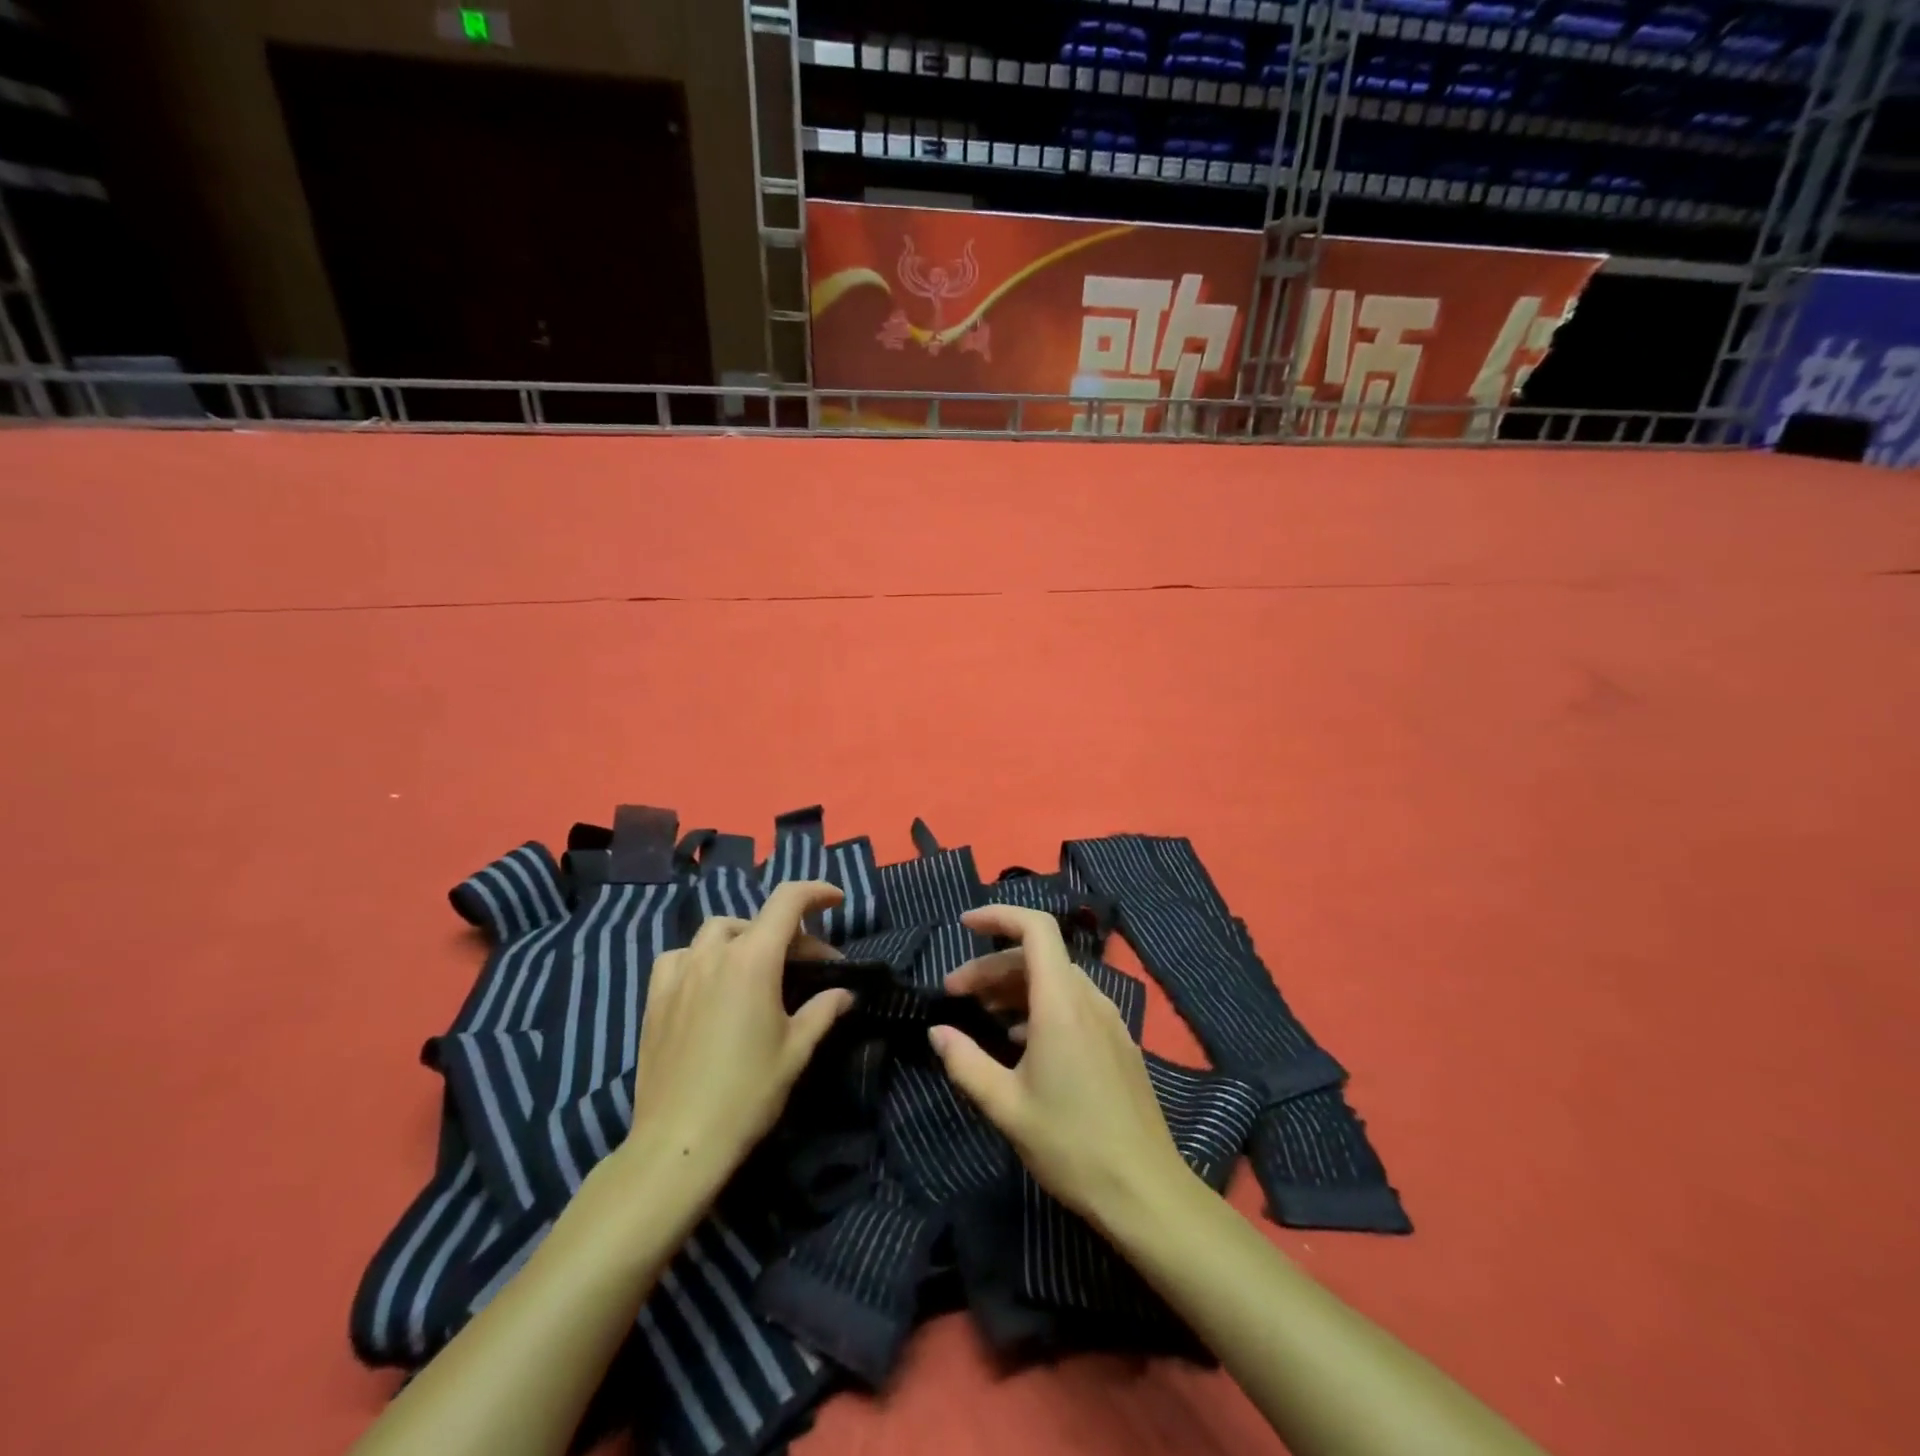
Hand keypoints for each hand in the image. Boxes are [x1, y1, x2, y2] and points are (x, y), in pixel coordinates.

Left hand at [622, 881, 853, 1188]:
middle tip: (810, 967)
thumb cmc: (747, 1092)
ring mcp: (679, 973)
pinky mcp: (656, 997)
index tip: (836, 900)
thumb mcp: (796, 1050)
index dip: (815, 892)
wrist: (678, 1141)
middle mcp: (714, 954)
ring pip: (716, 932)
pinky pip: (680, 957)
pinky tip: (710, 981)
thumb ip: (823, 1010)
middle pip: (757, 921)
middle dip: (790, 935)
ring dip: (745, 939)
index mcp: (753, 959)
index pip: (788, 902)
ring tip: (759, 967)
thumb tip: (844, 993)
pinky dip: (702, 957)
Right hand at [930, 904, 1192, 1229]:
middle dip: (992, 965)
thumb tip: (937, 1031)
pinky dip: (1040, 1006)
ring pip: (1056, 980)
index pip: (1036, 928)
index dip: (999, 916)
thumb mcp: (1006, 1106)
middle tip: (955, 994)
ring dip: (1015, 987)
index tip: (964, 925)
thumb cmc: (1070, 1144)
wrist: (1145, 1191)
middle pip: (1039, 956)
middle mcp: (1089, 999)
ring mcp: (1109, 1020)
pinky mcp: (1118, 1042)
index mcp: (1062, 1003)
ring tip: (982, 1016)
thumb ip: (965, 1062)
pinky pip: (1074, 1004)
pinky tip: (1021, 1041)